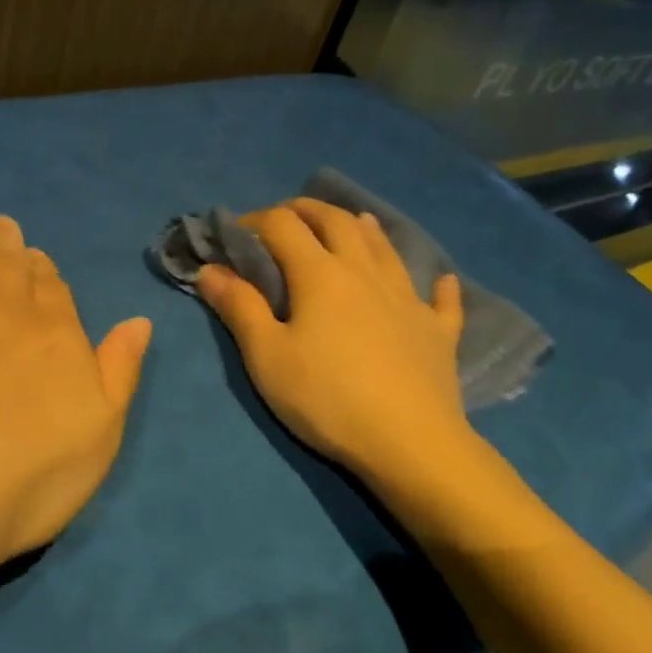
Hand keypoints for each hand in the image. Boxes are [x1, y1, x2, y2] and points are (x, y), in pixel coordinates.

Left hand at [0, 216, 151, 585]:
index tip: (37, 255)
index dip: (45, 270)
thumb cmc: (35, 473)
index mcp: (56, 335)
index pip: (53, 290)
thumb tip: (139, 321)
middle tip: (1, 225)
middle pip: (7, 269)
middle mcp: (3, 315)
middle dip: (6, 245)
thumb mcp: (103, 430)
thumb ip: (120, 369)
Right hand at [197, 199, 471, 501]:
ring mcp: (408, 299)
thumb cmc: (327, 398)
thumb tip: (210, 269)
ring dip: (365, 229)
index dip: (255, 220)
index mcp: (320, 275)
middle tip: (290, 214)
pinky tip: (441, 281)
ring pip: (386, 249)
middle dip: (309, 210)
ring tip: (354, 222)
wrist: (409, 442)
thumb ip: (239, 308)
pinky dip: (438, 286)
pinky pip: (440, 300)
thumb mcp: (267, 356)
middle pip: (338, 222)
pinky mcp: (437, 331)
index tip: (236, 232)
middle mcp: (365, 273)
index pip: (283, 226)